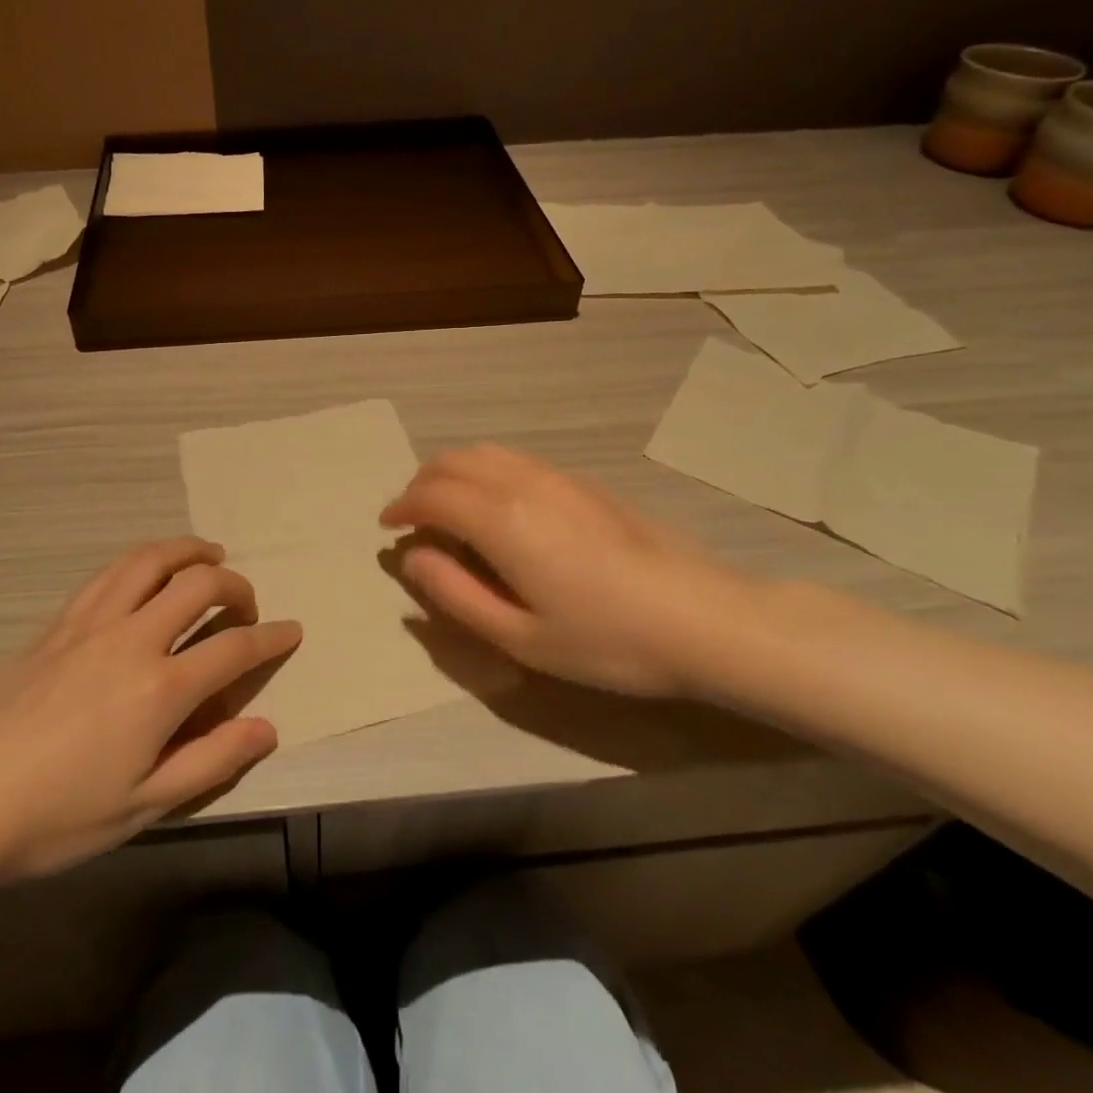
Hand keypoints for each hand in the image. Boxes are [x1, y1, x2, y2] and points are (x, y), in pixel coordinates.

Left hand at [0, 538, 299, 883]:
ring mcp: (92, 622)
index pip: (234, 647)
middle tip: (246, 604)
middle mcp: (132, 638)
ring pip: (151, 560)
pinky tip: (147, 571)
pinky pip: (111, 572)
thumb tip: (267, 727)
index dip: (272, 637)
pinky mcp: (59, 621)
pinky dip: (143, 560)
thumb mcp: (144, 805)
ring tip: (208, 556)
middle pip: (199, 584)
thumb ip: (211, 760)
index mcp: (161, 688)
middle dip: (236, 586)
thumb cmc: (58, 816)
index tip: (292, 632)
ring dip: (188, 551)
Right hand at [381, 446, 775, 699]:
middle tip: (412, 516)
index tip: (388, 527)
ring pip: (486, 453)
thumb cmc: (607, 640)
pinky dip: (485, 470)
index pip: (432, 495)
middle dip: (422, 482)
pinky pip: (516, 459)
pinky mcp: (584, 482)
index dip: (402, 507)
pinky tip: (497, 503)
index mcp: (501, 520)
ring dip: (453, 470)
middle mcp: (523, 483)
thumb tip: (414, 559)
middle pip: (454, 461)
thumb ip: (456, 595)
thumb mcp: (520, 638)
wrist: (703, 618)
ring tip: (447, 505)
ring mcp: (558, 477)